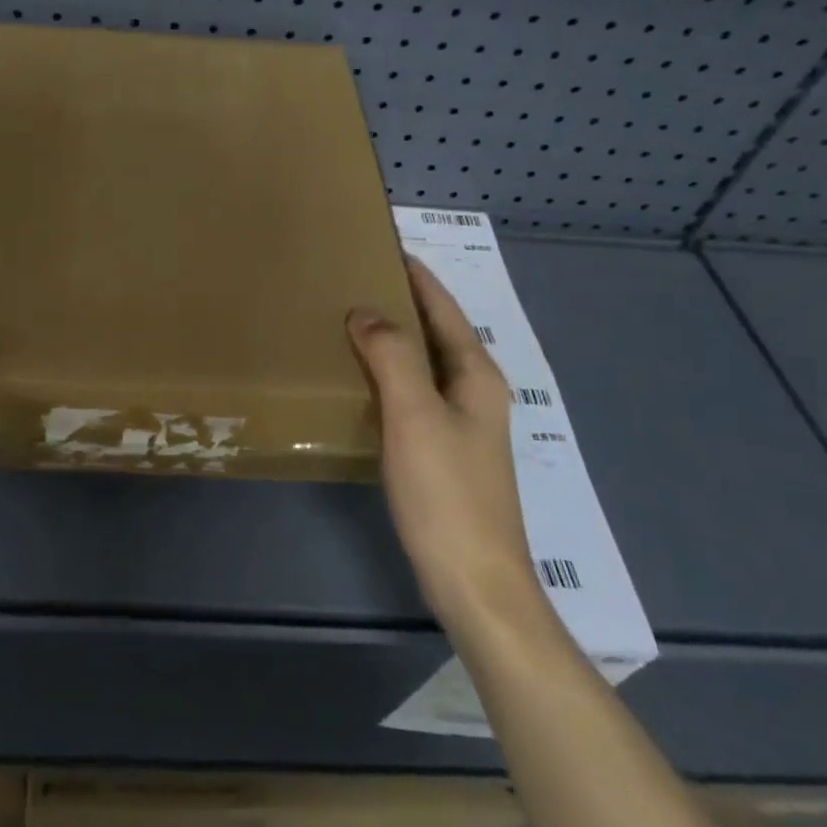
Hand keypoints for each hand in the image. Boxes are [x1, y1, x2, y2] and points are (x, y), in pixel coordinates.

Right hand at [347, 257, 540, 626]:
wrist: (474, 582)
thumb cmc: (447, 493)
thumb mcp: (415, 415)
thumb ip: (392, 356)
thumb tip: (366, 310)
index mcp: (475, 375)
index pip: (443, 308)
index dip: (417, 275)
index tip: (384, 245)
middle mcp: (474, 392)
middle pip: (437, 332)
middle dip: (402, 301)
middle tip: (355, 277)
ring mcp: (462, 424)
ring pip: (424, 363)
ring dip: (394, 337)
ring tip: (350, 319)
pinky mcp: (444, 451)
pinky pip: (414, 392)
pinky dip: (389, 373)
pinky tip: (361, 379)